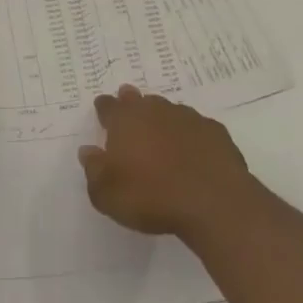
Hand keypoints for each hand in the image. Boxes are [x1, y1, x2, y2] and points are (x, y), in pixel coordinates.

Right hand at [78, 85, 252, 237]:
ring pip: (169, 110)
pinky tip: (193, 150)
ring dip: (162, 119)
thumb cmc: (151, 197)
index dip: (104, 108)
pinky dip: (191, 135)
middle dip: (132, 102)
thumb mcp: (107, 194)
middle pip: (139, 99)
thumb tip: (87, 151)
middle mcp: (154, 111)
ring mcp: (187, 118)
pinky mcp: (215, 132)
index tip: (102, 110)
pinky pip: (196, 128)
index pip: (108, 106)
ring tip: (161, 133)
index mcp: (125, 120)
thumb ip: (93, 170)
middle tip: (130, 107)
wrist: (213, 202)